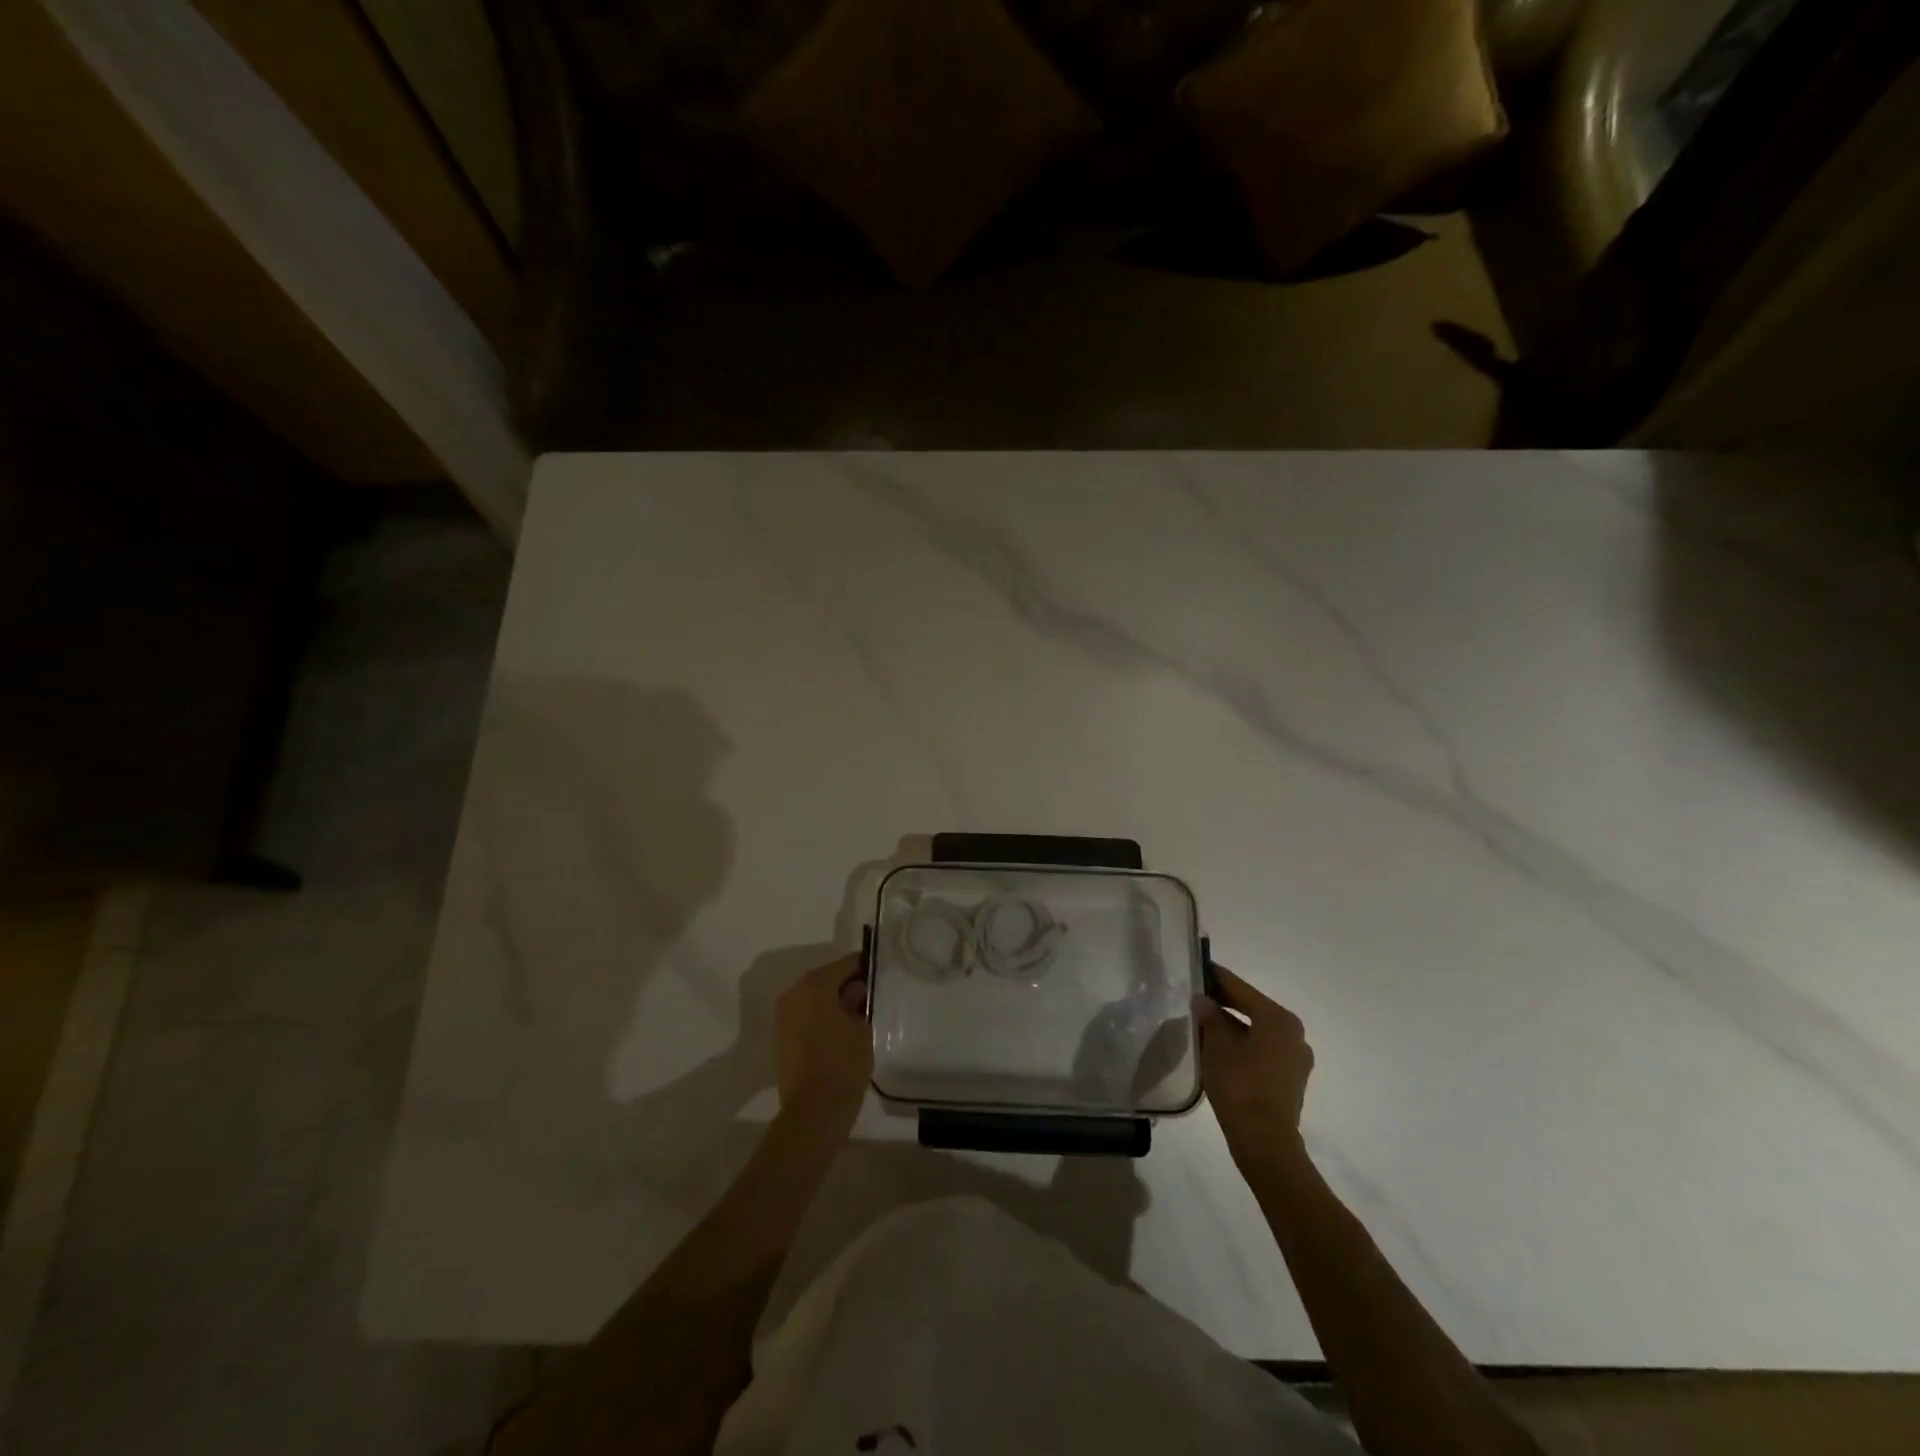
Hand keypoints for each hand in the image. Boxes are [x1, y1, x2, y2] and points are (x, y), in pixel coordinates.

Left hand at [774, 953, 871, 1132]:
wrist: (813, 1112)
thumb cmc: (842, 1063)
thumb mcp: (862, 1027)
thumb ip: (858, 1001)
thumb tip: (855, 991)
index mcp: (815, 984)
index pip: (845, 964)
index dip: (865, 967)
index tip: (882, 974)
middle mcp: (794, 993)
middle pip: (827, 979)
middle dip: (848, 984)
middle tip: (873, 996)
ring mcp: (784, 1016)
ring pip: (815, 998)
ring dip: (834, 1001)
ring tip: (860, 1014)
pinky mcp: (782, 1037)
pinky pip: (806, 1015)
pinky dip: (822, 1017)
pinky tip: (842, 1030)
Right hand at [1194, 964, 1312, 1171]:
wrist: (1264, 1141)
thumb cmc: (1240, 1083)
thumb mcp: (1217, 1044)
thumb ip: (1209, 1017)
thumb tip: (1203, 1000)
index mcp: (1278, 1018)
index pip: (1241, 989)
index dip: (1218, 978)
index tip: (1199, 967)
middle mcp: (1293, 1033)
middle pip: (1253, 1009)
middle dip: (1225, 1003)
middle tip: (1197, 996)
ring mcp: (1295, 1059)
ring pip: (1258, 1031)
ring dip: (1234, 1026)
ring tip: (1204, 1024)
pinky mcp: (1290, 1080)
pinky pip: (1263, 1050)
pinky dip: (1243, 1044)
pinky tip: (1221, 1049)